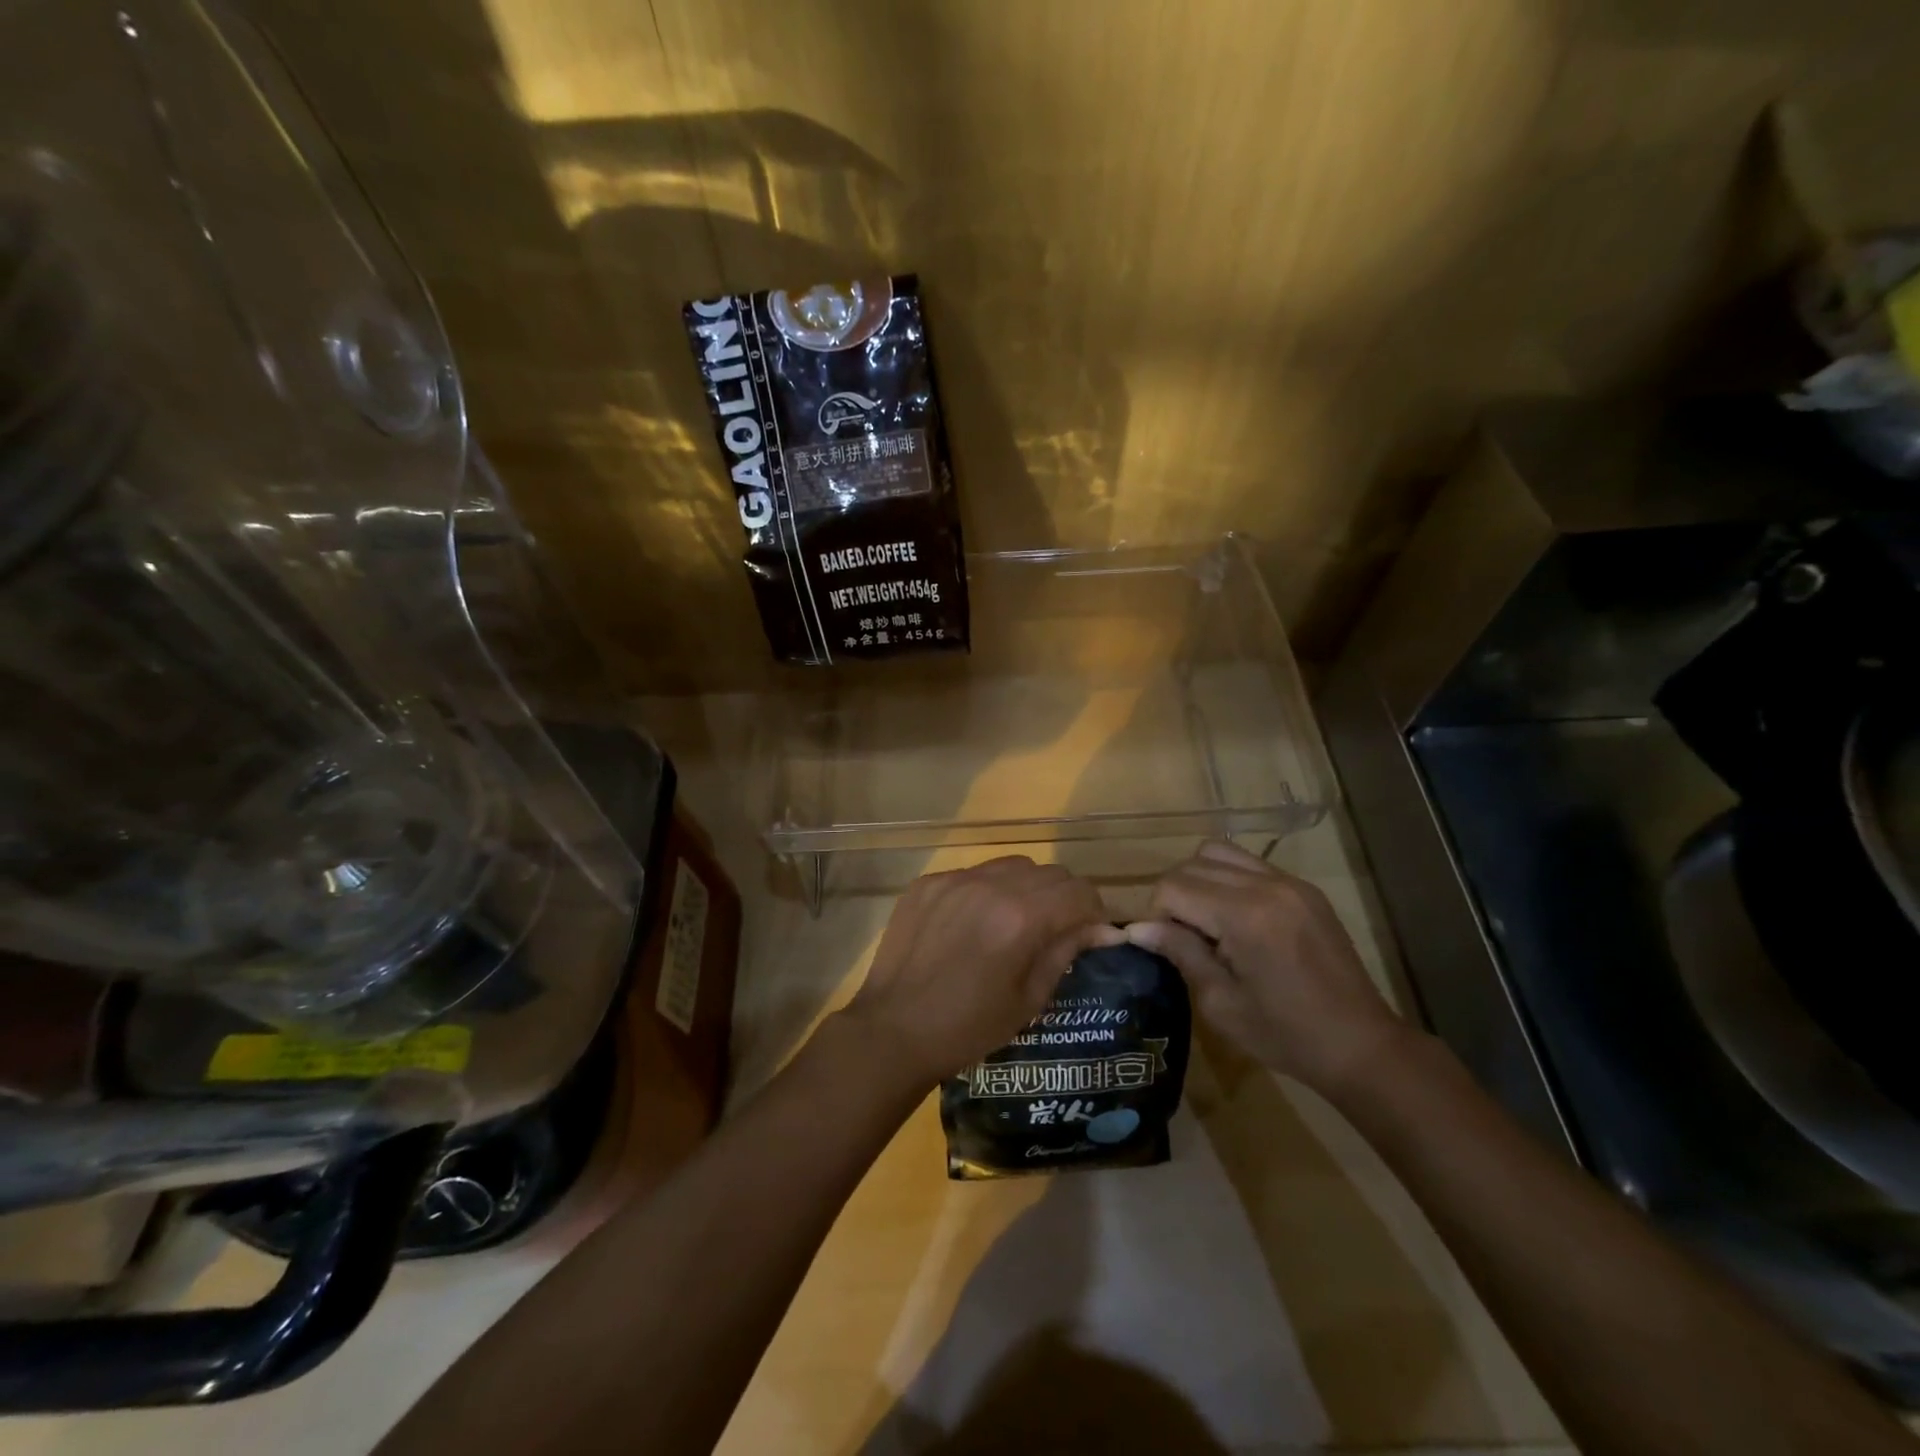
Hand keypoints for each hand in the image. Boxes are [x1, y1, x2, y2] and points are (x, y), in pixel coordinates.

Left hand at [842, 856, 1120, 1090]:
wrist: (892, 1030)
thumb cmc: (968, 1027)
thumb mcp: (1028, 999)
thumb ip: (1064, 952)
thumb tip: (1099, 928)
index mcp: (1021, 918)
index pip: (1079, 892)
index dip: (1095, 911)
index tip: (1092, 932)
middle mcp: (990, 886)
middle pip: (1049, 873)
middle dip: (1064, 898)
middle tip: (1058, 928)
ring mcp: (954, 880)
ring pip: (1011, 865)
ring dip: (1026, 888)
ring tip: (1015, 921)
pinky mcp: (927, 883)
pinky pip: (972, 874)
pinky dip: (985, 891)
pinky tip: (973, 923)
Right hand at [1126, 840, 1403, 1094]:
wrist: (1361, 1045)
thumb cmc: (1285, 1035)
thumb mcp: (1220, 1003)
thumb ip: (1180, 953)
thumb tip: (1136, 928)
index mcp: (1244, 916)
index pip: (1173, 887)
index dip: (1157, 916)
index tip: (1166, 948)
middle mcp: (1267, 885)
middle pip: (1192, 864)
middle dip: (1175, 896)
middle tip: (1184, 938)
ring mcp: (1290, 882)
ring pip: (1218, 853)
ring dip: (1199, 881)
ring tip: (1207, 922)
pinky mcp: (1304, 888)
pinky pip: (1249, 864)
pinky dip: (1228, 880)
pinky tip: (1236, 919)